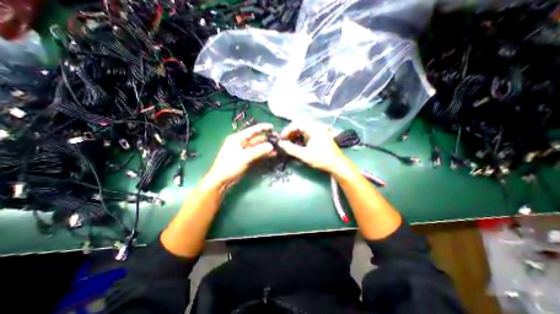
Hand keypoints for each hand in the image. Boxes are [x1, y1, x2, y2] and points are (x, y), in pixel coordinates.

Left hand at [205, 122, 274, 186]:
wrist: (222, 180)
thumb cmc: (230, 166)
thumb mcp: (244, 157)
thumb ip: (258, 151)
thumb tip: (271, 146)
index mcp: (237, 138)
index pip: (252, 131)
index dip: (262, 128)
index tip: (272, 127)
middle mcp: (241, 143)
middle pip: (256, 138)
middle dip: (267, 139)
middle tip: (278, 140)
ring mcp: (244, 151)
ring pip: (258, 147)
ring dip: (267, 147)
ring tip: (278, 147)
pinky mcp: (247, 158)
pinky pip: (257, 153)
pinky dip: (264, 153)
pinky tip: (272, 154)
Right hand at [277, 121, 348, 174]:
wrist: (337, 165)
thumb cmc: (322, 159)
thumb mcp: (305, 155)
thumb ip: (291, 149)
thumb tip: (280, 144)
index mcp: (314, 128)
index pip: (297, 123)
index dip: (287, 130)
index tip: (282, 139)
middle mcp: (317, 126)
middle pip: (300, 124)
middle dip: (291, 132)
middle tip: (285, 140)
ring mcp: (319, 130)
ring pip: (303, 128)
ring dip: (295, 134)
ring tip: (290, 142)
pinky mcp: (319, 135)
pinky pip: (307, 132)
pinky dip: (300, 136)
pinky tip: (297, 143)